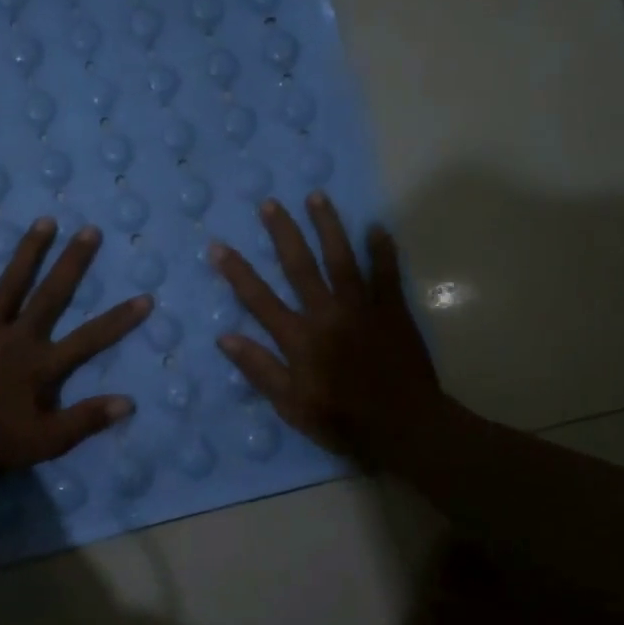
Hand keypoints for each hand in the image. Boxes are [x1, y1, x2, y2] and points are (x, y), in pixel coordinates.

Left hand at [0, 217, 151, 472]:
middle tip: (90, 230)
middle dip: (73, 262)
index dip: (119, 320)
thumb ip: (85, 420)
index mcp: (42, 365)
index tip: (145, 297)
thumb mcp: (45, 443)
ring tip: (45, 220)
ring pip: (12, 283)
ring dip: (29, 251)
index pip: (90, 339)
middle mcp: (19, 336)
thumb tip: (128, 402)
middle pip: (52, 294)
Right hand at [211, 193, 458, 467]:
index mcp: (299, 338)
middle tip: (270, 203)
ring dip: (328, 226)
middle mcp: (327, 314)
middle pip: (300, 266)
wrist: (405, 427)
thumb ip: (259, 369)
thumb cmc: (343, 421)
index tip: (218, 247)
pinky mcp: (393, 311)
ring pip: (342, 259)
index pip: (259, 299)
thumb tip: (225, 338)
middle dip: (283, 233)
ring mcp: (362, 308)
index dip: (237, 272)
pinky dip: (382, 249)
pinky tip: (376, 227)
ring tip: (317, 197)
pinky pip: (387, 274)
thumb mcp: (291, 405)